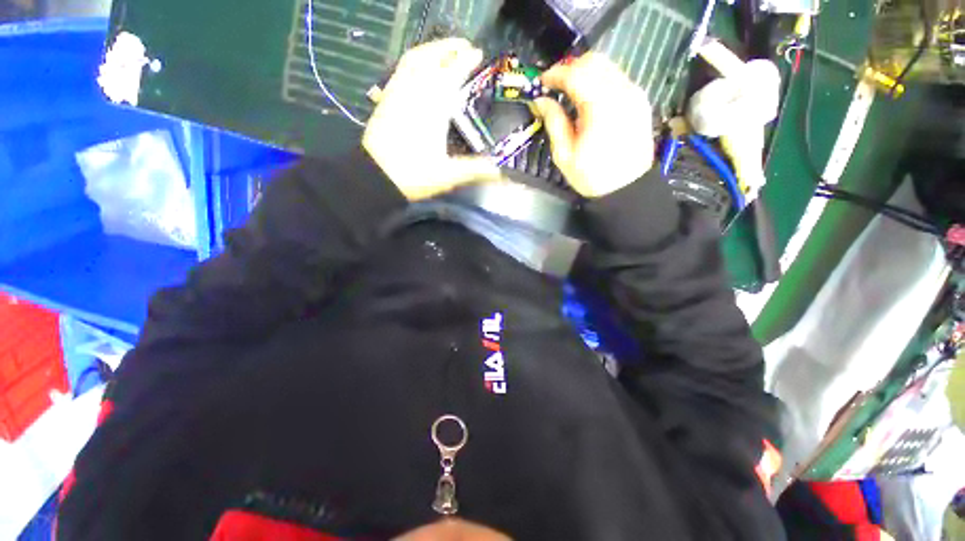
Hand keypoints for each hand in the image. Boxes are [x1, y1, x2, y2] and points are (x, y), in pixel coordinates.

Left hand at [363, 39, 501, 200]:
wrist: (376, 176)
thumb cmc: (413, 175)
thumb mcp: (448, 175)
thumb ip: (475, 170)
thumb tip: (500, 172)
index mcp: (434, 109)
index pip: (452, 74)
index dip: (465, 61)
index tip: (477, 53)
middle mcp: (416, 94)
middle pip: (432, 58)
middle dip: (449, 47)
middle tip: (465, 45)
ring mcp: (398, 93)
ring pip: (414, 59)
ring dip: (431, 49)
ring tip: (444, 50)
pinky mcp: (387, 98)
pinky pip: (400, 69)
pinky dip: (414, 60)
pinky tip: (419, 66)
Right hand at [534, 54, 653, 197]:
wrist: (627, 189)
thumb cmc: (592, 176)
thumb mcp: (564, 155)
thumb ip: (554, 122)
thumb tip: (540, 101)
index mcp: (601, 107)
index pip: (576, 74)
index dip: (555, 74)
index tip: (542, 82)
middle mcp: (622, 92)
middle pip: (594, 61)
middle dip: (571, 68)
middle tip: (555, 85)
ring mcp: (634, 94)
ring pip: (608, 67)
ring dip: (585, 73)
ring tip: (569, 91)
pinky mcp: (640, 100)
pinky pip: (617, 78)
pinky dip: (599, 80)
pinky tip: (589, 99)